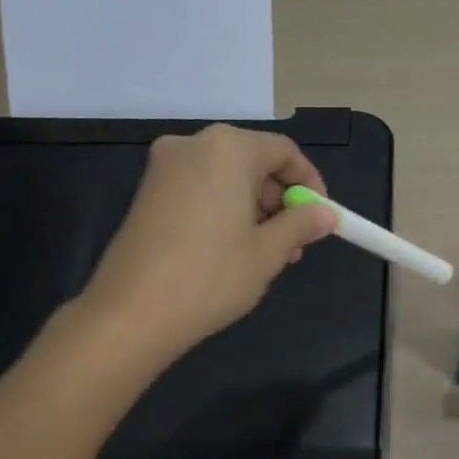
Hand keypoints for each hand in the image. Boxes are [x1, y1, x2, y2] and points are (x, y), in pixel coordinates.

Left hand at [80, 125, 337, 356]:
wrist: (132, 312)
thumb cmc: (211, 276)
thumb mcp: (268, 252)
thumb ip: (301, 225)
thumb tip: (325, 215)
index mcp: (227, 148)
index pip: (284, 152)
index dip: (310, 183)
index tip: (322, 217)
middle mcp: (193, 145)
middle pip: (253, 162)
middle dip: (280, 200)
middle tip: (295, 243)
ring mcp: (164, 168)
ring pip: (226, 179)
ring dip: (254, 210)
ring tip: (267, 255)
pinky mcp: (147, 193)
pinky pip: (201, 191)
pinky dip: (225, 212)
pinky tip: (233, 251)